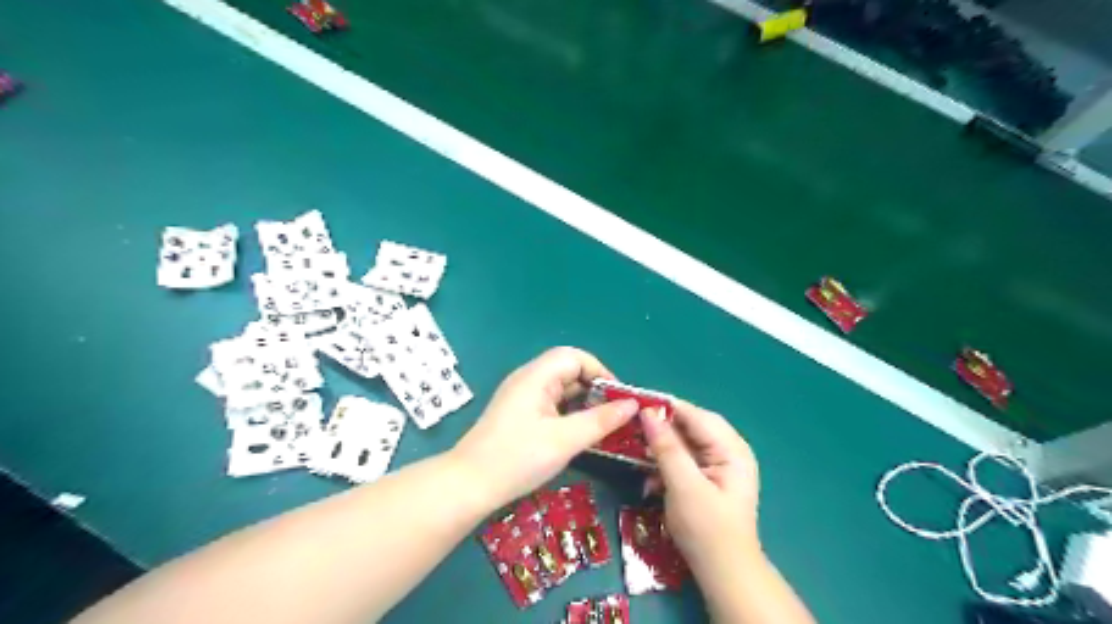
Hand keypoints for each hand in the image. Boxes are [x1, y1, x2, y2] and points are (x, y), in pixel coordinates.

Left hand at [451, 350, 643, 509]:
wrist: (469, 485)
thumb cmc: (518, 458)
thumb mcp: (565, 440)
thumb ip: (601, 420)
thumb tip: (633, 405)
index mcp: (536, 376)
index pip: (575, 357)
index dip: (600, 372)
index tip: (619, 397)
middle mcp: (528, 380)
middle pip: (568, 371)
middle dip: (595, 389)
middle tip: (615, 414)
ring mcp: (522, 397)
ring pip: (561, 389)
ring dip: (583, 403)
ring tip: (604, 425)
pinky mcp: (519, 414)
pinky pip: (551, 404)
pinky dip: (569, 413)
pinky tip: (580, 433)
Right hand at [643, 401, 765, 577]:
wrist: (723, 574)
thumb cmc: (707, 530)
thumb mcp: (684, 486)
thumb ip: (667, 447)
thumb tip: (648, 412)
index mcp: (732, 449)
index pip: (696, 416)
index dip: (667, 407)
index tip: (636, 402)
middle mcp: (728, 451)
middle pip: (690, 427)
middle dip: (661, 427)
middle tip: (632, 425)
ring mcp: (718, 466)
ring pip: (684, 443)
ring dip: (661, 448)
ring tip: (636, 449)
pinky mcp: (707, 479)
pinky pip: (683, 460)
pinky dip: (665, 465)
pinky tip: (650, 478)